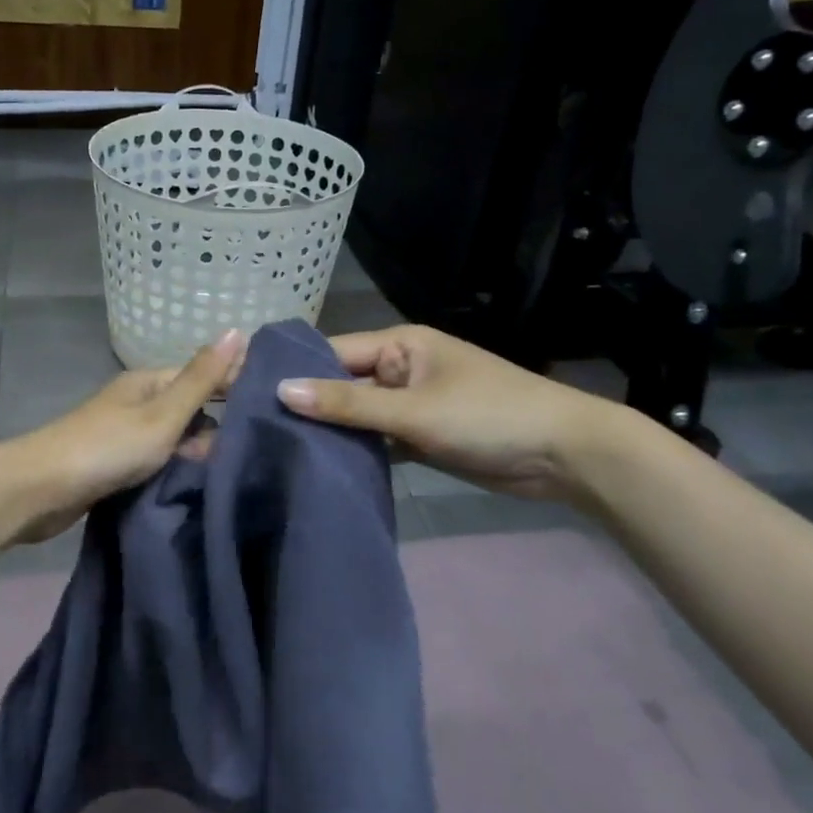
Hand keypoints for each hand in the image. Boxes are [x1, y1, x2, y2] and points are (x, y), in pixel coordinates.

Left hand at [0, 329, 246, 547]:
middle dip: (219, 427)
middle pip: (191, 408)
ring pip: (176, 438)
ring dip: (199, 452)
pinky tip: (198, 484)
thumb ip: (201, 379)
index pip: (204, 376)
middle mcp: (139, 402)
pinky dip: (177, 469)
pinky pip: (159, 461)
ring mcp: (126, 434)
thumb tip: (237, 330)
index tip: (272, 409)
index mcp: (149, 382)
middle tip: (254, 452)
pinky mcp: (117, 465)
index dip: (235, 388)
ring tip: (232, 472)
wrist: (40, 490)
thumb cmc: (107, 448)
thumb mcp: (162, 414)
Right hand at [275, 325, 626, 504]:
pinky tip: (323, 467)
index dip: (294, 372)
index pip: (333, 352)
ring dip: (332, 431)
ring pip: (359, 414)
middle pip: (343, 384)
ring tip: (278, 450)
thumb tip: (281, 391)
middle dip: (309, 405)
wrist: (564, 455)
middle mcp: (402, 368)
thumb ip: (348, 403)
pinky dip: (359, 450)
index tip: (249, 395)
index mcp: (401, 344)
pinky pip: (379, 438)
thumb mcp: (413, 410)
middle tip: (256, 430)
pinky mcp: (422, 436)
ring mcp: (412, 404)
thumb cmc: (487, 417)